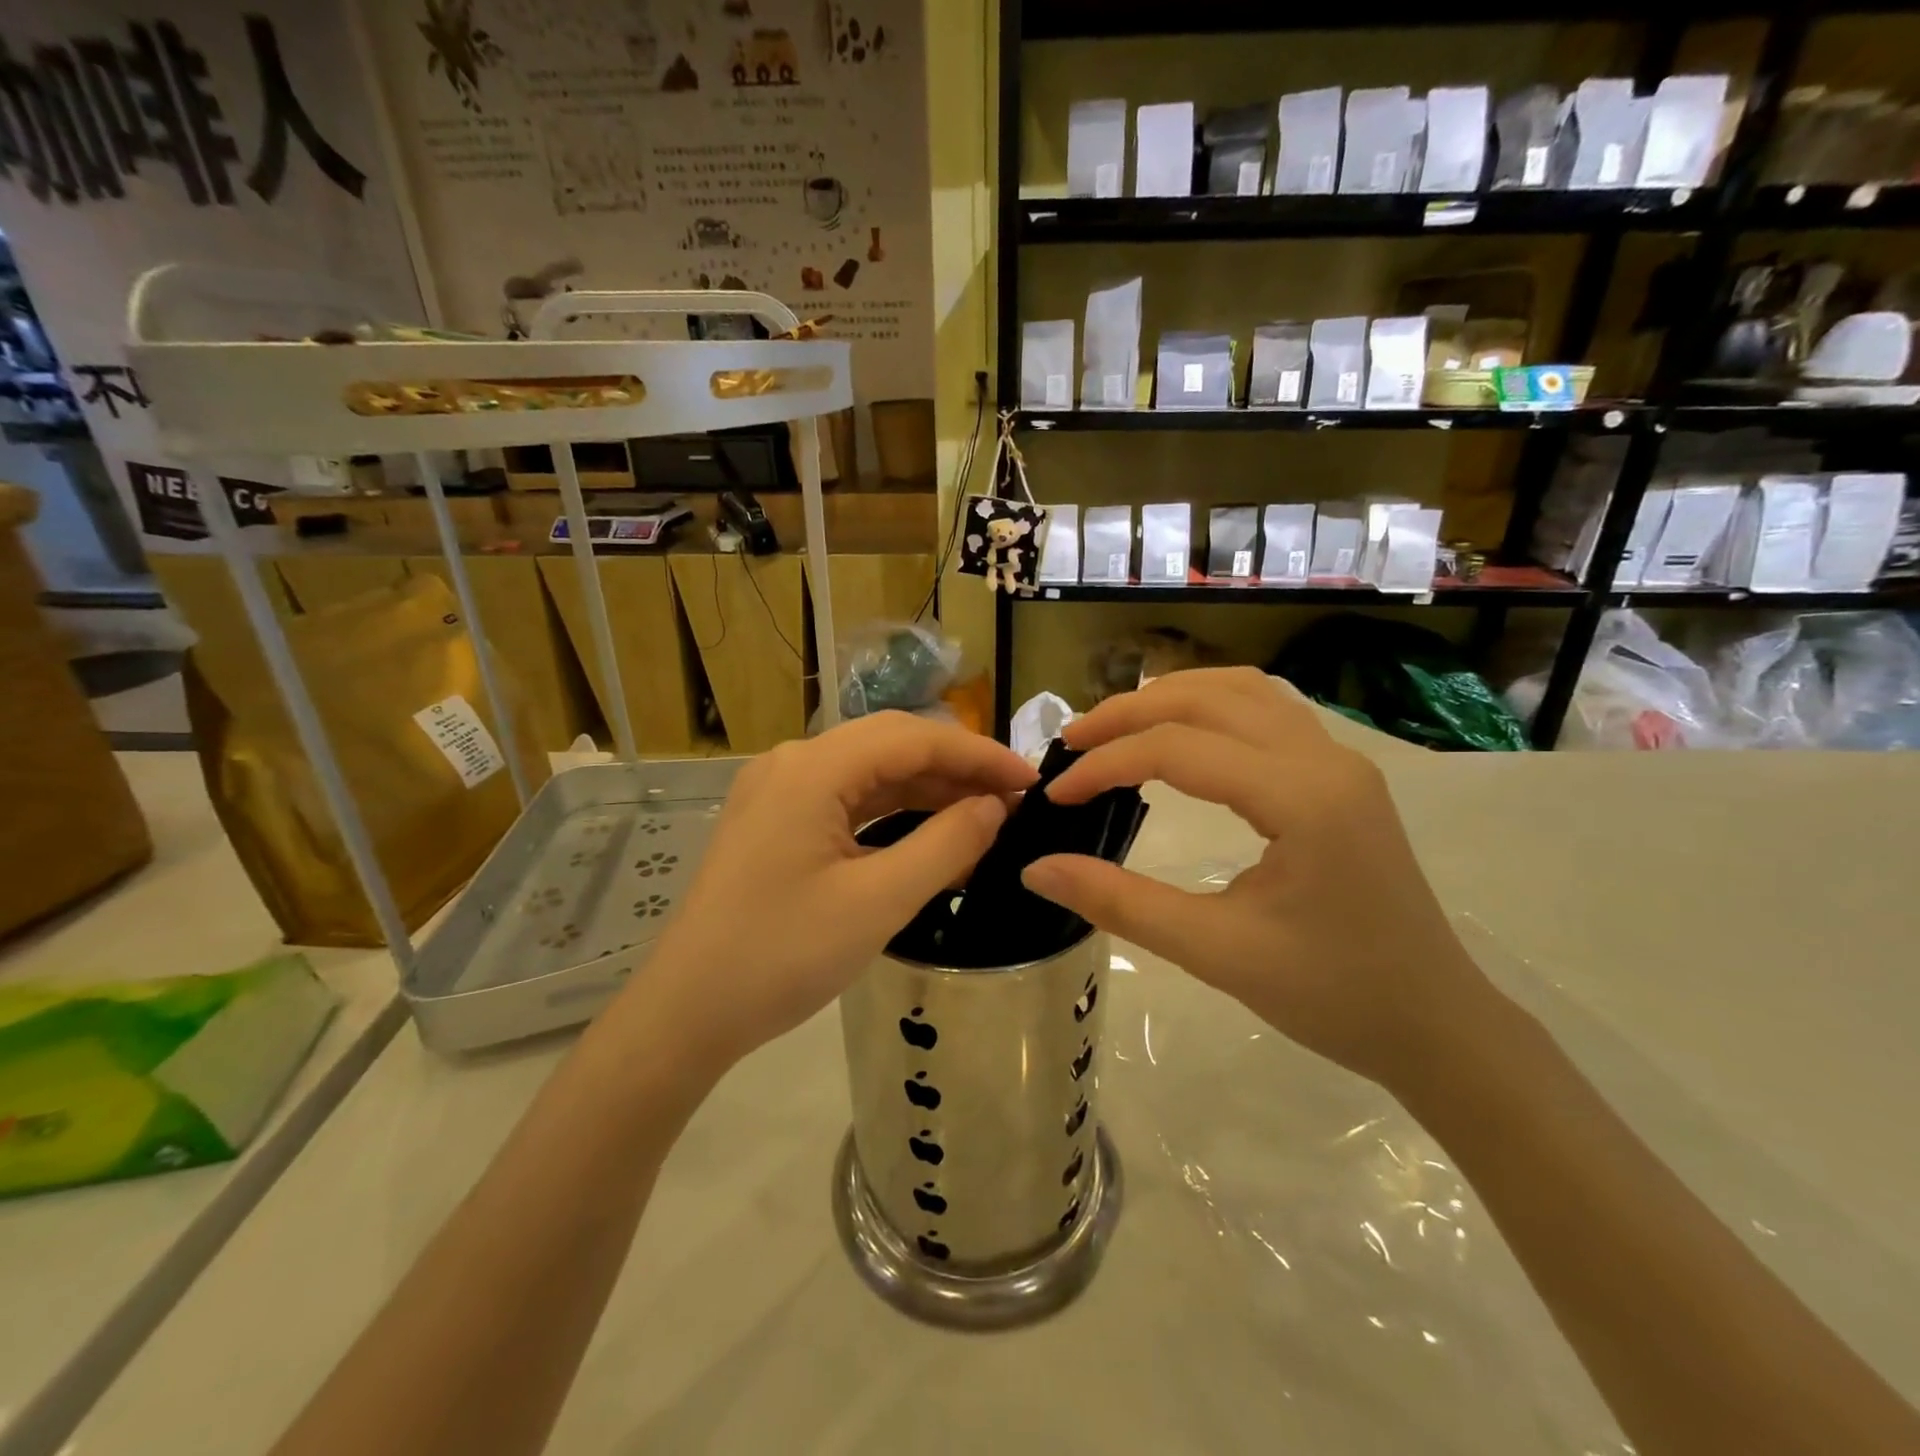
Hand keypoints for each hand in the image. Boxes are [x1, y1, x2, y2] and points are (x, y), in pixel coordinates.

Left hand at [640, 712, 1036, 1064]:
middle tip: (1013, 798)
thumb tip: (995, 807)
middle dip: (956, 767)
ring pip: (870, 773)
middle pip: (891, 745)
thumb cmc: (782, 956)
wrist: (688, 1012)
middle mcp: (793, 763)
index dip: (978, 754)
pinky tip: (931, 835)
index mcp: (812, 769)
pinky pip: (848, 801)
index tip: (1030, 780)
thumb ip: (946, 845)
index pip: (913, 738)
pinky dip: (894, 813)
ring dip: (927, 789)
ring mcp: (780, 791)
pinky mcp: (777, 821)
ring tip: (985, 815)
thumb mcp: (878, 903)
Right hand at [1020, 668, 1494, 1092]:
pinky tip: (1179, 733)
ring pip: (1241, 690)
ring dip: (1170, 697)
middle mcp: (1324, 758)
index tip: (1057, 795)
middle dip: (1129, 712)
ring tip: (1115, 726)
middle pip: (1208, 697)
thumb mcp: (1216, 953)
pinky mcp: (1339, 774)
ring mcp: (1339, 760)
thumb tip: (1036, 869)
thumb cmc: (1333, 996)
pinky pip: (1265, 710)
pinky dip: (1208, 706)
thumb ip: (1120, 903)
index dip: (1106, 764)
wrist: (1435, 1024)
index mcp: (1302, 798)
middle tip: (1071, 741)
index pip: (1179, 750)